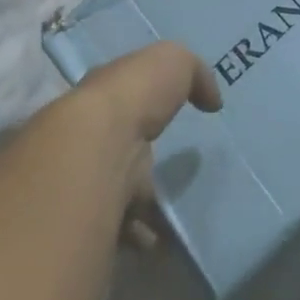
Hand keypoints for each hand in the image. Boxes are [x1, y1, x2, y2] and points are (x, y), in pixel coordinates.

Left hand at [51, 42, 220, 243]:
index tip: (169, 118)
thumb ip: (195, 73)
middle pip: (119, 147)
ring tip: (175, 213)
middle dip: (143, 160)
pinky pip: (119, 228)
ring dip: (143, 203)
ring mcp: (87, 174)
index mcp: (105, 94)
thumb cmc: (134, 94)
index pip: (122, 98)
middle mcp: (90, 133)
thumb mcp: (173, 61)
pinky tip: (161, 238)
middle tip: (176, 174)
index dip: (144, 105)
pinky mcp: (91, 212)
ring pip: (118, 190)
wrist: (98, 144)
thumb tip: (211, 100)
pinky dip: (140, 234)